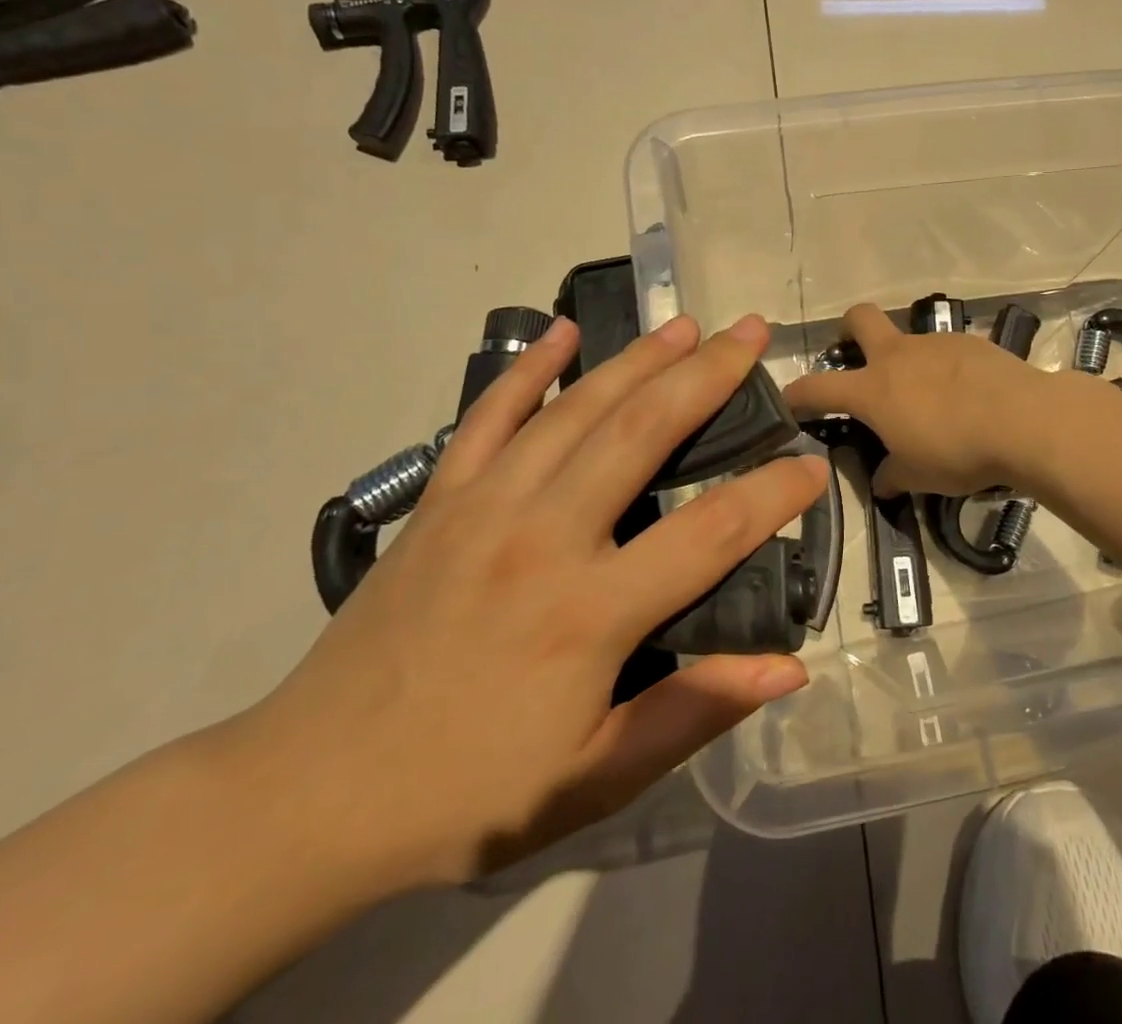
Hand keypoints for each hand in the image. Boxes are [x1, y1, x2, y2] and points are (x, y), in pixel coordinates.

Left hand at [225, 312, 825, 889]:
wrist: (309, 796)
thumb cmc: (467, 794)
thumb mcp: (592, 779)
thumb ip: (693, 713)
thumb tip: (788, 667)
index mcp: (589, 613)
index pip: (710, 533)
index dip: (772, 494)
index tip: (812, 465)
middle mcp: (543, 537)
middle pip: (642, 432)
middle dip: (708, 376)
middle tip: (753, 334)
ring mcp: (485, 506)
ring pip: (576, 410)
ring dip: (638, 359)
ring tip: (686, 325)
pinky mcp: (439, 500)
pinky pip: (489, 417)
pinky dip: (529, 369)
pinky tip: (564, 332)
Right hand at [783, 303, 1051, 497]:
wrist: (1023, 421)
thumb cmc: (957, 451)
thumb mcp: (917, 476)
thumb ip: (892, 475)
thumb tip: (882, 480)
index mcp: (872, 389)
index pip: (816, 386)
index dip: (796, 393)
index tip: (788, 400)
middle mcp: (898, 355)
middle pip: (859, 318)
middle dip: (848, 329)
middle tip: (856, 356)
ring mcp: (935, 343)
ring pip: (909, 338)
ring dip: (908, 361)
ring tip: (930, 397)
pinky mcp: (970, 342)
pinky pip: (946, 351)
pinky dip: (946, 369)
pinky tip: (966, 395)